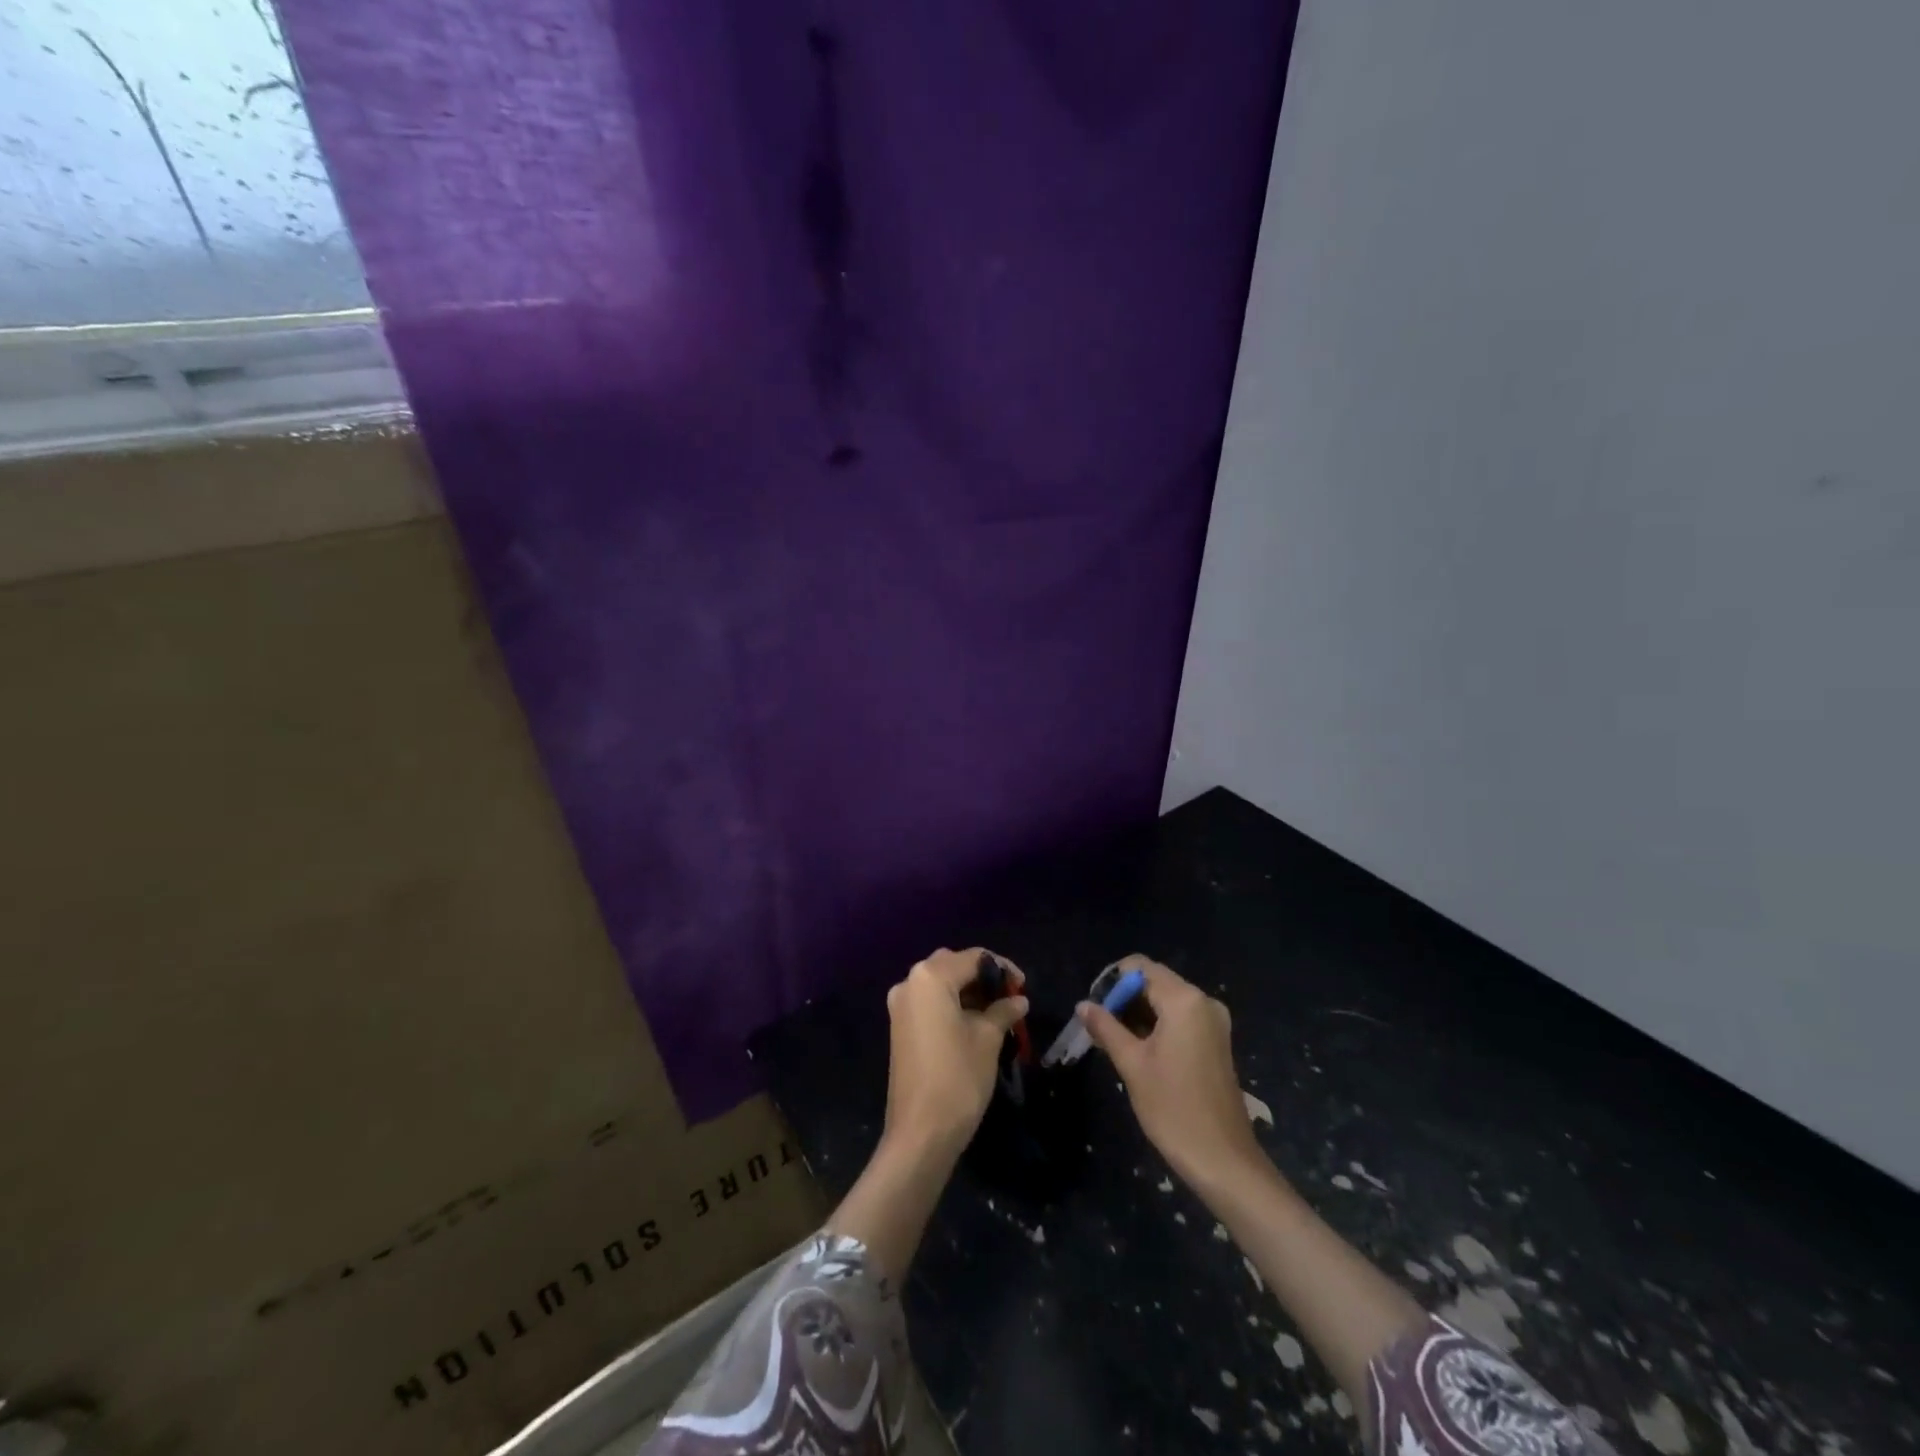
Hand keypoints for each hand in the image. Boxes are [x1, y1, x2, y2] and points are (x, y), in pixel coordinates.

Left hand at [883, 948, 1028, 1156]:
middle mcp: (909, 983)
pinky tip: (975, 1023)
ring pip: (940, 984)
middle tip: (1010, 997)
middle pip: (953, 966)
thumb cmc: (958, 1078)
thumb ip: (1003, 1011)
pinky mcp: (900, 1027)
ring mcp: (901, 1006)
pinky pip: (930, 1003)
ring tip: (998, 1011)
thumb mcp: (988, 1039)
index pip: (973, 958)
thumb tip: (1018, 999)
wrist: (920, 1133)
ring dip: (968, 992)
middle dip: (983, 977)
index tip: (1023, 985)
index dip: (1002, 968)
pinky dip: (952, 1005)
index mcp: (930, 977)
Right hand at [1078, 957, 1262, 1188]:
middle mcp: (1203, 1001)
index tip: (1094, 1007)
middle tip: (1099, 1026)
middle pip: (1155, 981)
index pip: (1140, 967)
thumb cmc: (1173, 1108)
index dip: (1112, 981)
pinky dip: (1158, 1025)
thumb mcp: (1131, 1065)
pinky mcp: (1216, 1041)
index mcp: (1184, 1000)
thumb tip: (1083, 1005)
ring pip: (1167, 1000)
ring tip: (1113, 1040)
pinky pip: (1181, 1017)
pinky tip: (1139, 1049)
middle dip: (1124, 998)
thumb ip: (1106, 1027)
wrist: (1224, 1160)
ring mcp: (1214, 1022)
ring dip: (1139, 1013)